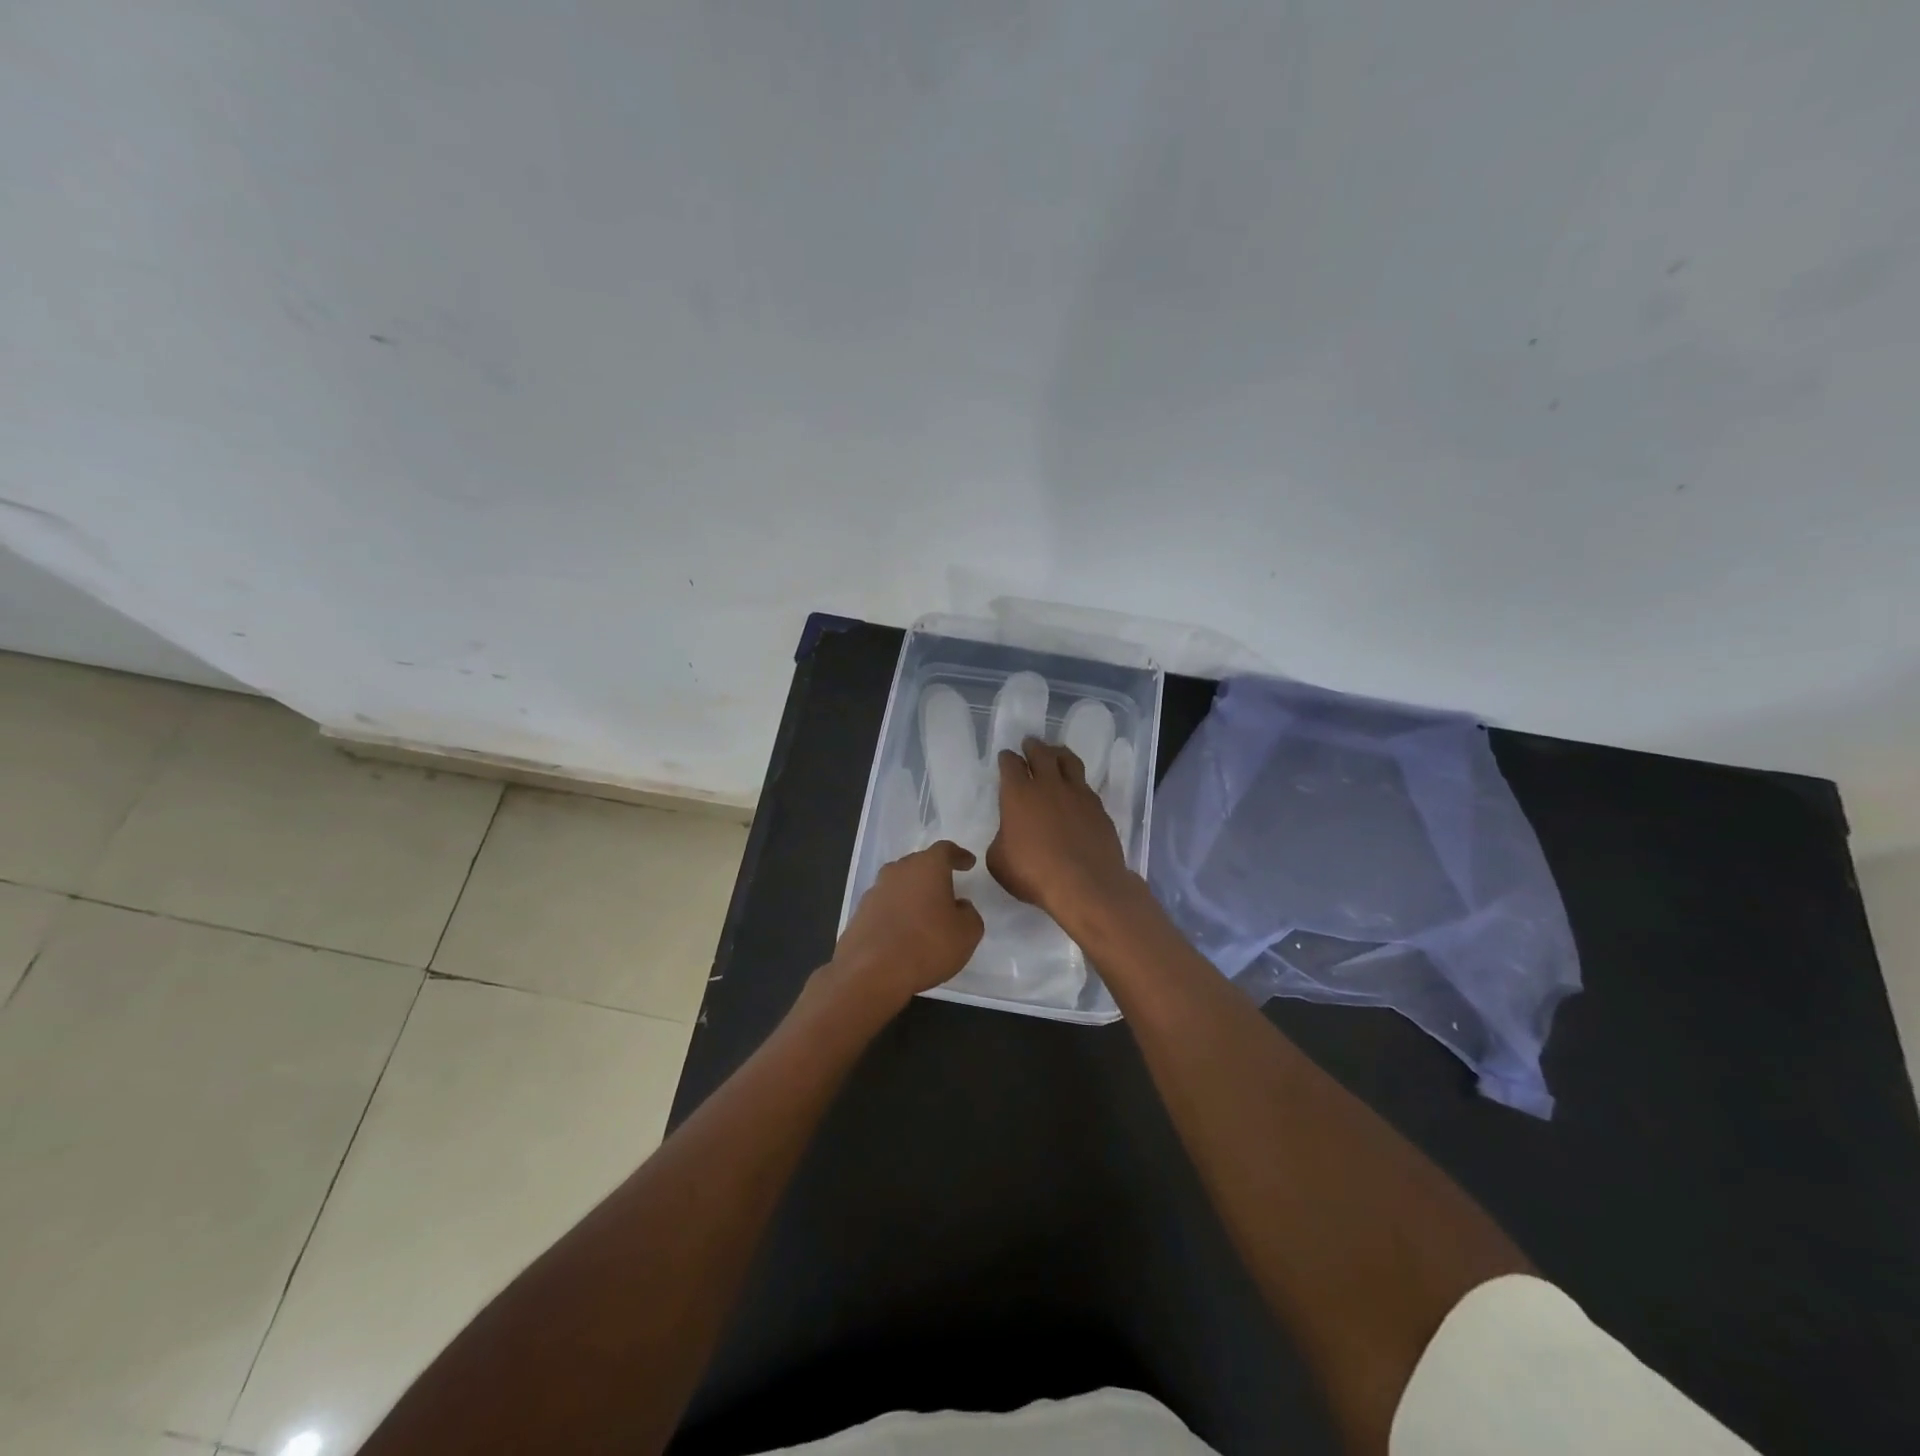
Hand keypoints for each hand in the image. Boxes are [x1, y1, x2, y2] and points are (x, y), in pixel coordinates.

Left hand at [826, 840, 984, 1014]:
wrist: (870, 973)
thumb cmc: (927, 946)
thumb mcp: (967, 933)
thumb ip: (969, 914)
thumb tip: (959, 906)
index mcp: (927, 867)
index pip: (945, 850)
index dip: (959, 855)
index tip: (968, 863)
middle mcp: (898, 871)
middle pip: (918, 864)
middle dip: (933, 874)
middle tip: (947, 888)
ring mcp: (875, 891)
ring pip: (899, 884)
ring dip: (913, 893)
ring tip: (925, 912)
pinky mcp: (859, 913)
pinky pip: (885, 905)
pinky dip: (897, 912)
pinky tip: (903, 931)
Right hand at [988, 738, 1138, 932]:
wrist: (1085, 884)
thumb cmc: (1033, 873)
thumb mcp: (999, 861)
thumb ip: (1001, 839)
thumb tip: (1009, 834)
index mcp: (1018, 794)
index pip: (1010, 765)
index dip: (1007, 759)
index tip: (1006, 756)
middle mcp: (1048, 785)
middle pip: (1041, 754)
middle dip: (1032, 746)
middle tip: (1030, 743)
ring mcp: (1078, 794)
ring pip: (1069, 761)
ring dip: (1059, 754)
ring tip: (1056, 753)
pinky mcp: (1099, 808)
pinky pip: (1086, 786)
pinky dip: (1078, 783)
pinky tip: (1076, 791)